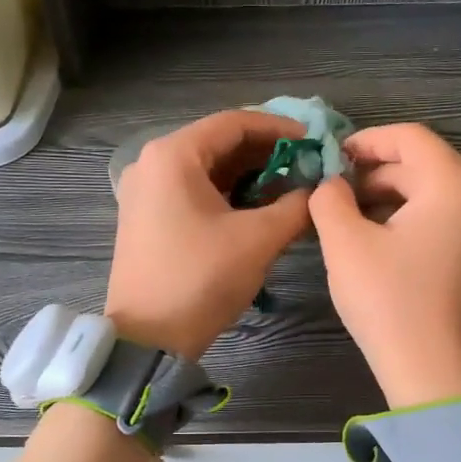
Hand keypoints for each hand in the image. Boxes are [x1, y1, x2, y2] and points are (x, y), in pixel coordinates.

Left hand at [106, 109, 311, 358]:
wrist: (148, 338)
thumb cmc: (201, 279)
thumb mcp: (258, 240)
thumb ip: (295, 206)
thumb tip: (315, 190)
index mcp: (173, 155)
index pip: (234, 123)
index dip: (280, 129)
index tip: (315, 142)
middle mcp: (152, 163)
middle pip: (218, 143)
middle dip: (266, 154)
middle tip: (307, 168)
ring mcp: (144, 192)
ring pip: (206, 169)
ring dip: (248, 176)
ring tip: (289, 189)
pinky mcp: (146, 218)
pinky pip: (192, 192)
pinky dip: (226, 195)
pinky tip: (256, 209)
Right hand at [309, 123, 460, 407]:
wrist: (438, 375)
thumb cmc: (390, 303)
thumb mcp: (345, 244)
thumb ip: (329, 198)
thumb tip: (331, 184)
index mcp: (455, 183)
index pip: (408, 137)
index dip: (365, 141)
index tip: (330, 158)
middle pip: (423, 166)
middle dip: (374, 175)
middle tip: (333, 197)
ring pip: (434, 195)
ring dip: (391, 200)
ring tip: (351, 223)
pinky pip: (447, 222)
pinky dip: (413, 222)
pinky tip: (383, 247)